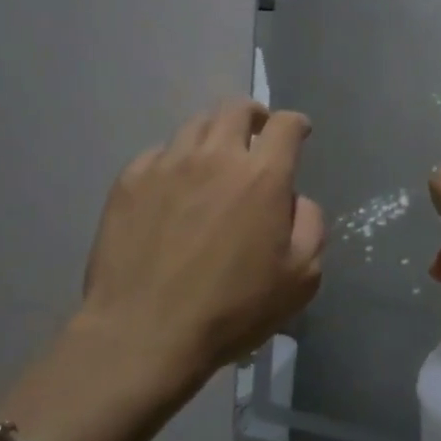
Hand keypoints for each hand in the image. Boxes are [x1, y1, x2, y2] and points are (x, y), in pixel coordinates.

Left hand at [75, 99, 324, 392]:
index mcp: (262, 176)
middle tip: (256, 133)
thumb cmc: (232, 309)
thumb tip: (296, 199)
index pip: (286, 124)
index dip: (297, 124)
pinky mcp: (130, 180)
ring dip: (214, 135)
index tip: (299, 133)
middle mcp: (215, 156)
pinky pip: (158, 153)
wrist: (144, 332)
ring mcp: (167, 164)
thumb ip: (311, 226)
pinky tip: (173, 188)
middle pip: (236, 108)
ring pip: (195, 125)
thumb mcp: (300, 278)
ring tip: (213, 160)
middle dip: (254, 114)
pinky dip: (175, 161)